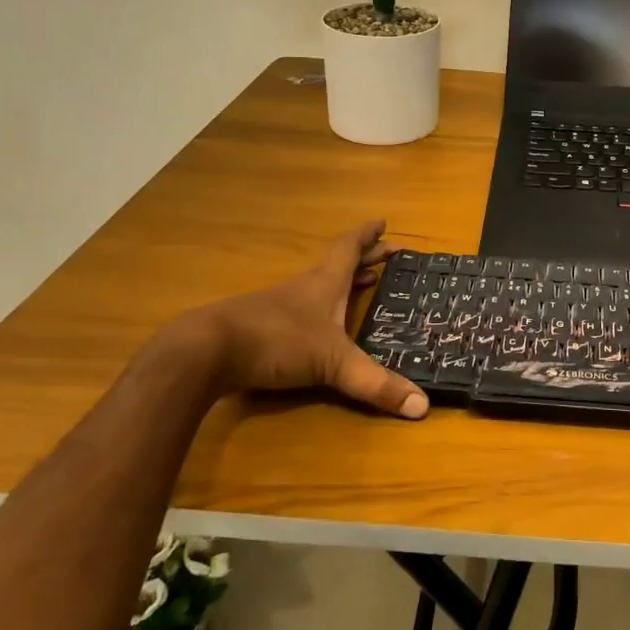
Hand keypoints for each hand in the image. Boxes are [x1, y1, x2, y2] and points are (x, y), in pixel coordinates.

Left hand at [160, 221, 428, 418]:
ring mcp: (279, 307)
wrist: (207, 351)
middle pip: (337, 264)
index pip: (350, 249)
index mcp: (325, 283)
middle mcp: (304, 288)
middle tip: (387, 256)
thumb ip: (375, 384)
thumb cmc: (277, 341)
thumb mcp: (333, 363)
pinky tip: (319, 327)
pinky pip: (300, 310)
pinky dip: (319, 309)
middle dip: (364, 259)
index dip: (368, 236)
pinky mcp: (260, 328)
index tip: (383, 222)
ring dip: (341, 283)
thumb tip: (423, 407)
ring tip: (362, 286)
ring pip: (318, 286)